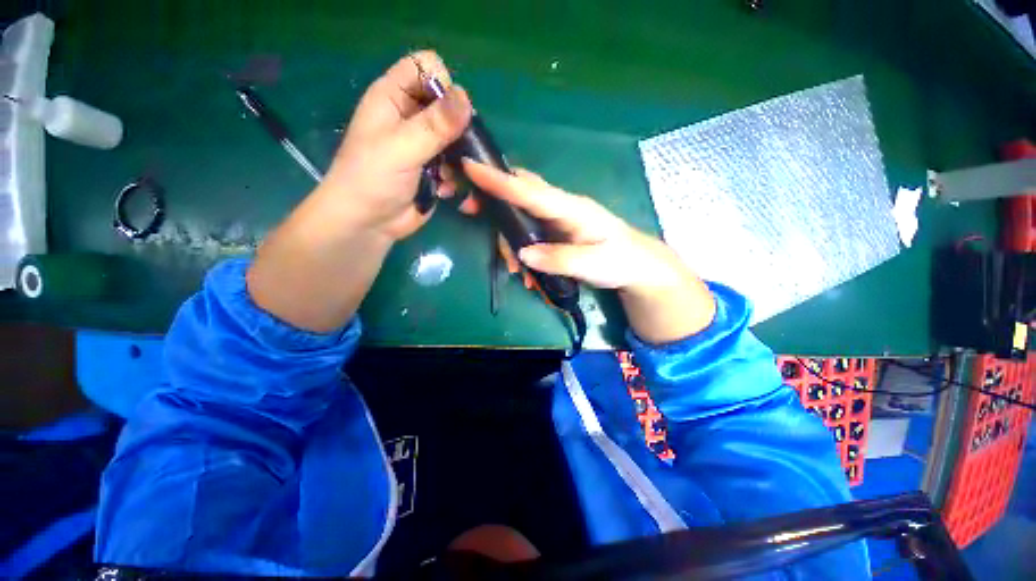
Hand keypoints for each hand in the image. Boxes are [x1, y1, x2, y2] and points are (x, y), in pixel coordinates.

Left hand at [318, 51, 472, 240]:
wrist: (369, 223)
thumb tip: (466, 98)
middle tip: (455, 150)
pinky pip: (456, 163)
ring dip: (457, 158)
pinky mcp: (434, 169)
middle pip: (448, 105)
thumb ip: (435, 125)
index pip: (427, 68)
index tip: (449, 115)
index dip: (443, 85)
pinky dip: (454, 177)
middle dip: (458, 128)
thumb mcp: (402, 147)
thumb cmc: (372, 179)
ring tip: (446, 175)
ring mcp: (425, 145)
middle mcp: (411, 116)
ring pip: (457, 137)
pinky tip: (443, 189)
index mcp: (394, 97)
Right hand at [463, 160, 716, 342]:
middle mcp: (560, 208)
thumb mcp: (593, 264)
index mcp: (571, 208)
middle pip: (520, 194)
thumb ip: (558, 259)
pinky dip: (521, 251)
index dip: (499, 180)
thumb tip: (522, 254)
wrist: (638, 267)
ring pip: (521, 217)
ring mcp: (557, 220)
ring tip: (514, 270)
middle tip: (469, 211)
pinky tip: (527, 274)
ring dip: (508, 239)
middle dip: (492, 199)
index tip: (470, 166)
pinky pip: (529, 234)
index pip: (530, 190)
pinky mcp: (556, 233)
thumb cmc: (621, 261)